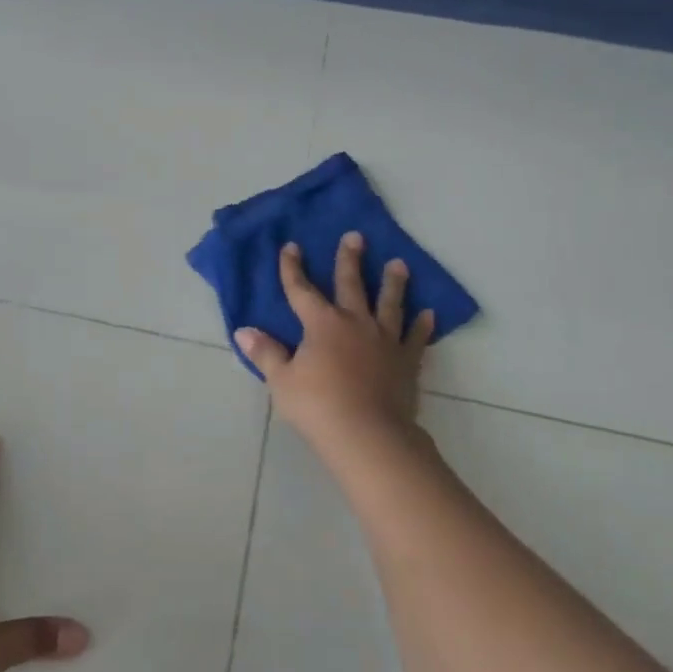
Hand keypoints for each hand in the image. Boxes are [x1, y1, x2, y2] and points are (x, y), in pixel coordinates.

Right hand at [235, 233, 434, 448]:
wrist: (367, 434)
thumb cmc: (318, 406)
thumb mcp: (282, 381)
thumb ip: (266, 353)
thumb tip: (243, 331)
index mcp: (321, 324)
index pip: (301, 290)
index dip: (292, 268)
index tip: (291, 247)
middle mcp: (354, 322)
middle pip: (351, 284)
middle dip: (350, 259)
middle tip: (356, 236)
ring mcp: (384, 340)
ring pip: (389, 303)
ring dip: (393, 283)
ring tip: (399, 264)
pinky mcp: (406, 361)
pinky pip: (416, 338)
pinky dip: (422, 325)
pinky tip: (429, 314)